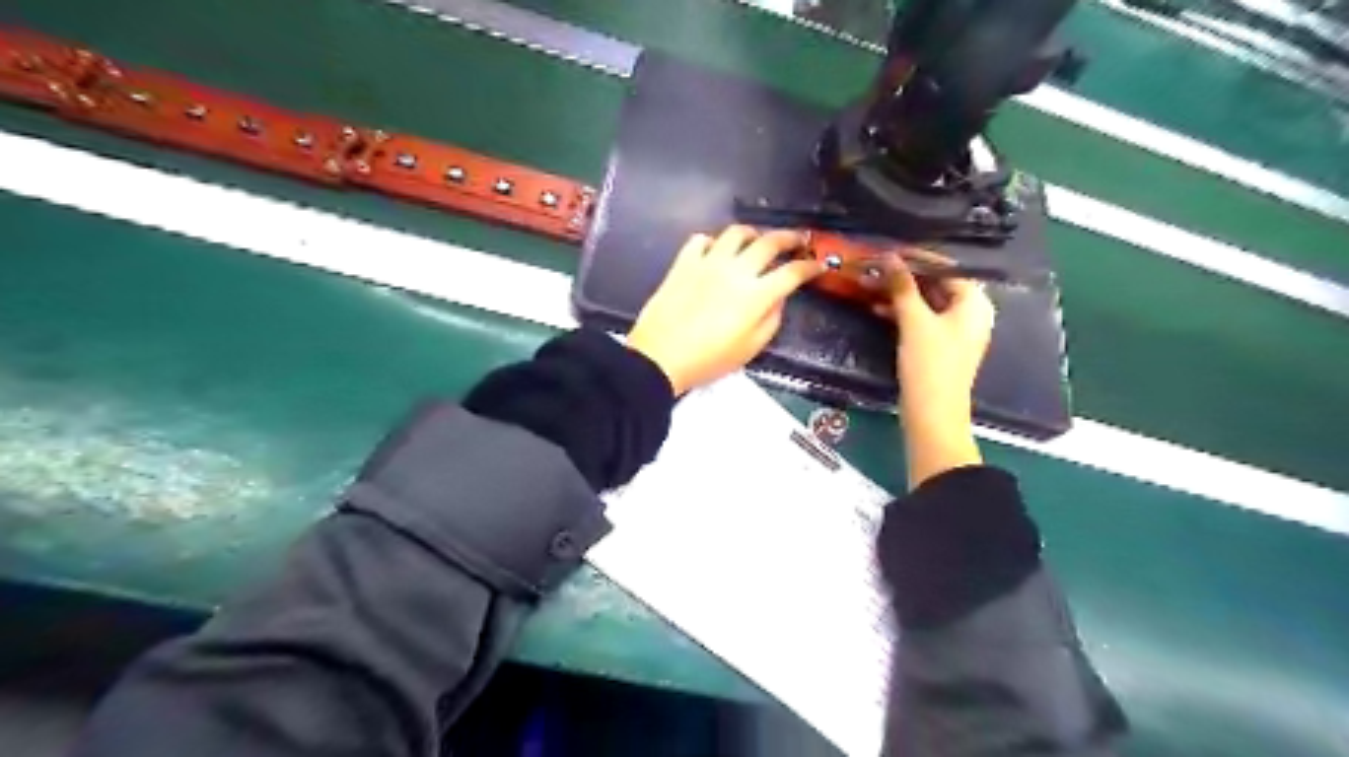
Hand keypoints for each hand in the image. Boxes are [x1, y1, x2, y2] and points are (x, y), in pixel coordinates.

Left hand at [623, 223, 821, 395]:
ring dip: (752, 234)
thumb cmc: (708, 360)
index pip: (792, 273)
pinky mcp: (684, 262)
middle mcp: (736, 271)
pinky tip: (715, 252)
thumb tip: (778, 298)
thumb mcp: (750, 349)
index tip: (818, 265)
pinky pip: (701, 239)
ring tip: (756, 241)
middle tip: (797, 241)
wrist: (660, 357)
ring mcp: (708, 262)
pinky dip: (713, 242)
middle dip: (790, 238)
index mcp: (756, 296)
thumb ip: (771, 320)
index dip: (810, 267)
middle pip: (769, 242)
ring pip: (736, 232)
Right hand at [882, 252, 992, 490]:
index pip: (946, 267)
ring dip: (900, 294)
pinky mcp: (940, 347)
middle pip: (936, 284)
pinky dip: (903, 313)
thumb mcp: (914, 321)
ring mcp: (955, 332)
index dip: (917, 257)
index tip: (888, 250)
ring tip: (871, 285)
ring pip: (926, 302)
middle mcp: (969, 313)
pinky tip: (877, 309)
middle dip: (905, 276)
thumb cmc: (930, 364)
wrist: (932, 414)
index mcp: (973, 302)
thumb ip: (902, 286)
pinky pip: (922, 319)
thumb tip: (888, 256)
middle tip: (875, 267)